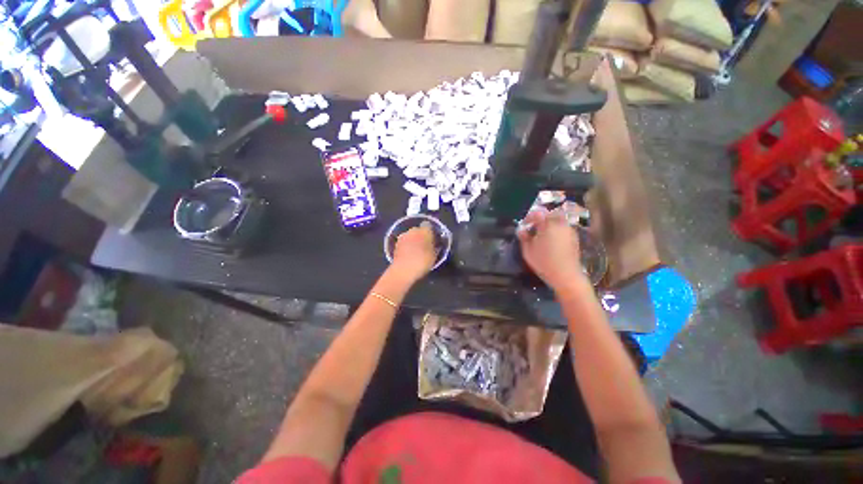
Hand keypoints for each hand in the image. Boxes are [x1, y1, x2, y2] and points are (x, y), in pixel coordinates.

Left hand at [391, 222, 436, 282]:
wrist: (403, 270)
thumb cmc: (422, 262)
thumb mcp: (434, 256)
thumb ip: (435, 247)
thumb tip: (434, 244)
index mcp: (425, 231)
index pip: (429, 226)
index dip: (430, 232)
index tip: (432, 240)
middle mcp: (413, 230)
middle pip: (418, 230)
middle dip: (421, 236)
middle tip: (425, 246)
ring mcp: (403, 236)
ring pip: (410, 236)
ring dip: (413, 241)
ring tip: (416, 252)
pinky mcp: (396, 243)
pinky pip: (404, 242)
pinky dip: (406, 246)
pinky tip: (409, 255)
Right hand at [517, 207, 585, 290]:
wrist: (566, 275)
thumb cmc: (543, 262)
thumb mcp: (527, 250)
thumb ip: (524, 237)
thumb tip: (522, 230)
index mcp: (547, 225)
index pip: (537, 213)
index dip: (529, 217)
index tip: (524, 225)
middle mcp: (560, 223)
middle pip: (550, 214)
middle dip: (541, 218)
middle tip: (534, 228)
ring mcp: (569, 230)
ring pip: (558, 219)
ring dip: (550, 223)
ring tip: (543, 234)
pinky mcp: (574, 237)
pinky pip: (563, 227)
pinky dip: (557, 229)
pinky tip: (552, 240)